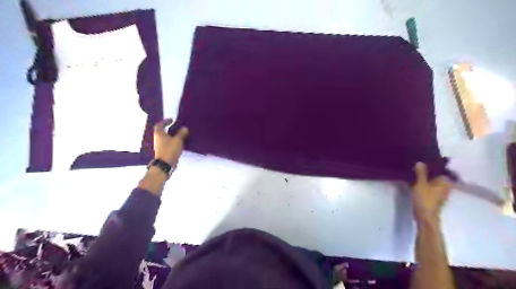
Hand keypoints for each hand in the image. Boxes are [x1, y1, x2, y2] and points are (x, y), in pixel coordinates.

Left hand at [152, 119, 188, 165]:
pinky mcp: (163, 151)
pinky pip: (168, 143)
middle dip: (169, 128)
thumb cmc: (170, 150)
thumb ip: (181, 133)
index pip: (160, 124)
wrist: (165, 164)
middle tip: (177, 127)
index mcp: (159, 134)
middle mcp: (158, 138)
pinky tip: (179, 142)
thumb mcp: (178, 140)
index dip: (165, 121)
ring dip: (171, 135)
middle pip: (162, 131)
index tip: (172, 120)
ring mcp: (160, 145)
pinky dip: (172, 141)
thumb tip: (185, 128)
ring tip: (180, 134)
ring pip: (165, 137)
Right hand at [412, 163, 451, 224]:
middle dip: (430, 171)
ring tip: (415, 171)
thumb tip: (420, 162)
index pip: (442, 170)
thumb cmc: (425, 199)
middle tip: (419, 164)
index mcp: (444, 182)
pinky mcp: (433, 198)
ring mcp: (439, 193)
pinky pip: (429, 187)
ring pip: (433, 182)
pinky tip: (416, 181)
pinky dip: (424, 184)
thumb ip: (421, 173)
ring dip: (426, 177)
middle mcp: (445, 187)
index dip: (435, 164)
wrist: (425, 217)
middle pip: (437, 176)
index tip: (427, 159)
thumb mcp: (421, 184)